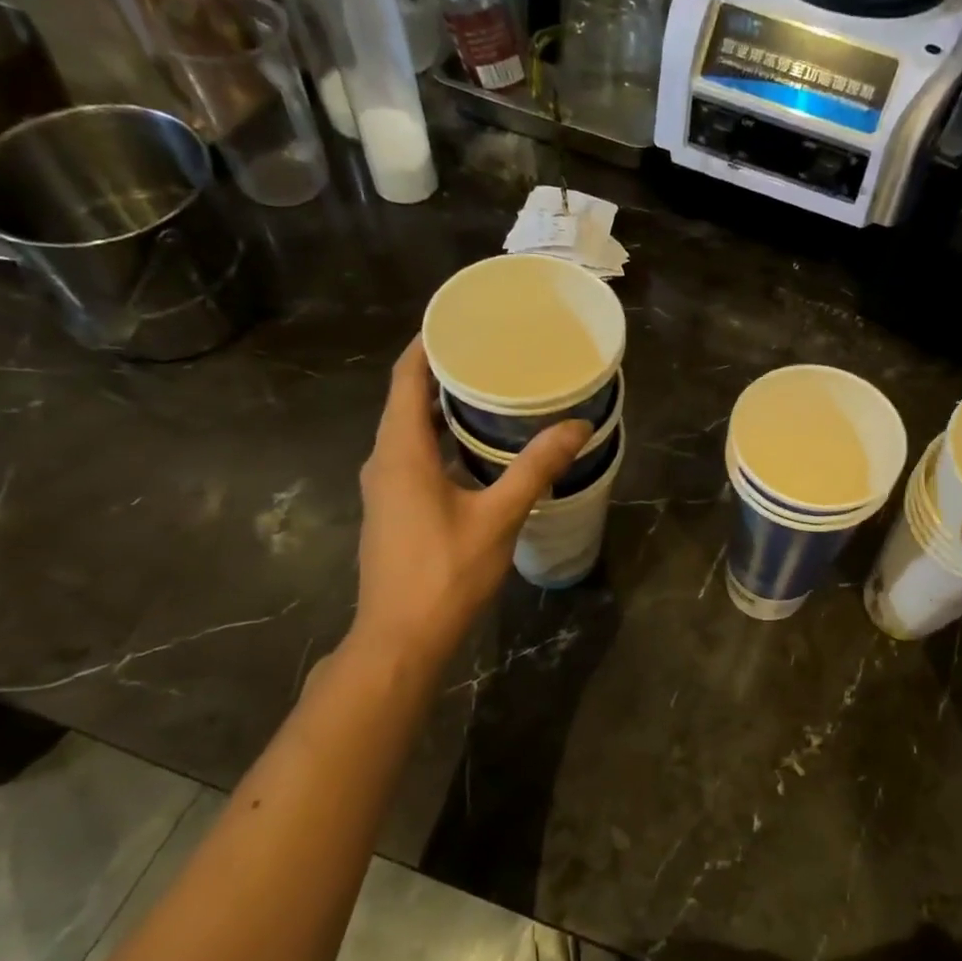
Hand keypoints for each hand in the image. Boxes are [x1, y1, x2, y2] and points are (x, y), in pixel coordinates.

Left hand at [344, 337, 589, 666]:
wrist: (400, 639)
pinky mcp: (393, 510)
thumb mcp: (498, 517)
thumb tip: (577, 427)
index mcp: (401, 452)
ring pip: (411, 431)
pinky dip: (441, 440)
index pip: (406, 378)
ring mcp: (385, 488)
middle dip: (444, 373)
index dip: (428, 344)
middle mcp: (384, 461)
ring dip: (444, 409)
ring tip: (491, 394)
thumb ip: (535, 469)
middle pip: (407, 400)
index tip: (462, 321)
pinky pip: (414, 457)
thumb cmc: (445, 573)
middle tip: (492, 355)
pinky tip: (478, 450)